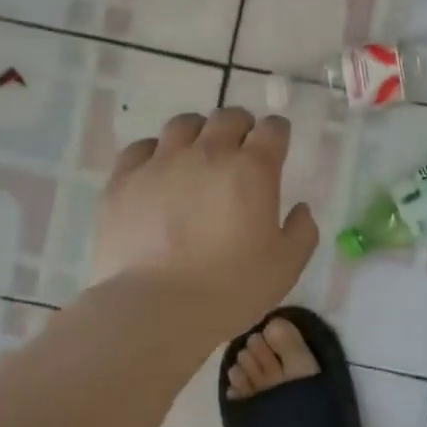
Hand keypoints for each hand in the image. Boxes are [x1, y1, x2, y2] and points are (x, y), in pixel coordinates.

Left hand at [93, 108, 318, 338]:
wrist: (154, 309)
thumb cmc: (229, 289)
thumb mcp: (285, 267)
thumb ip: (301, 232)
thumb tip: (300, 209)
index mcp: (253, 168)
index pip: (273, 128)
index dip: (277, 134)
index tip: (276, 146)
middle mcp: (209, 152)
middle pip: (228, 117)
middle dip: (240, 127)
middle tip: (238, 150)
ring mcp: (163, 161)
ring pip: (184, 124)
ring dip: (197, 133)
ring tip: (196, 155)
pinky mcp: (125, 178)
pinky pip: (141, 148)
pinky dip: (154, 153)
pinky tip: (156, 172)